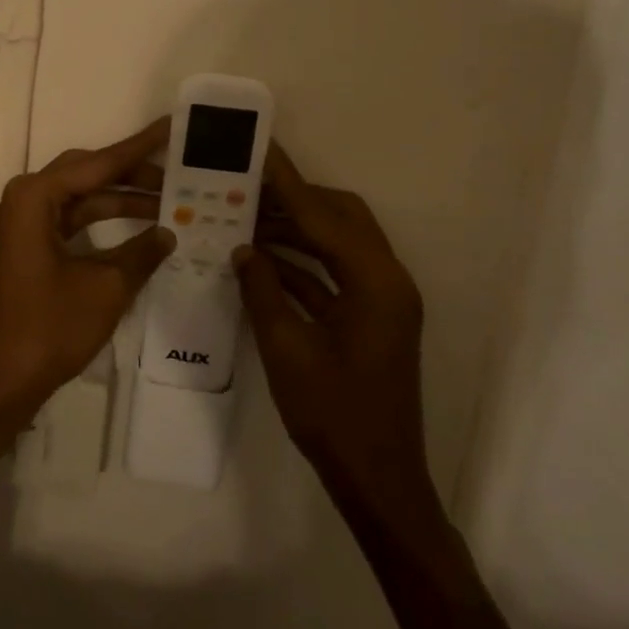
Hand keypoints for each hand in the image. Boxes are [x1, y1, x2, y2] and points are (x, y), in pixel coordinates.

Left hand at [0, 117, 175, 419]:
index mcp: (35, 196)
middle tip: (180, 173)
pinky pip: (72, 222)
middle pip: (88, 174)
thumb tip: (169, 232)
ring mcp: (24, 225)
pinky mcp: (28, 249)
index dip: (140, 147)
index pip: (99, 162)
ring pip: (81, 199)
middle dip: (134, 174)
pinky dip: (104, 224)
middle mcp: (25, 200)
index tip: (172, 126)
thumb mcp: (105, 287)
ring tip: (171, 202)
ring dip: (122, 201)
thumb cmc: (48, 327)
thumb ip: (142, 253)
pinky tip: (139, 231)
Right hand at [234, 146, 437, 524]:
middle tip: (247, 186)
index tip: (260, 149)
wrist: (377, 479)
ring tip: (245, 218)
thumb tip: (242, 249)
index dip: (287, 182)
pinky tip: (260, 260)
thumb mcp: (286, 348)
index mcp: (376, 282)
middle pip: (341, 217)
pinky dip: (301, 263)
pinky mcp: (371, 317)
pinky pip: (334, 273)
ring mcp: (381, 299)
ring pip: (337, 244)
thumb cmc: (333, 415)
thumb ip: (262, 290)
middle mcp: (387, 280)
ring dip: (295, 231)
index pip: (324, 215)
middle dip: (294, 199)